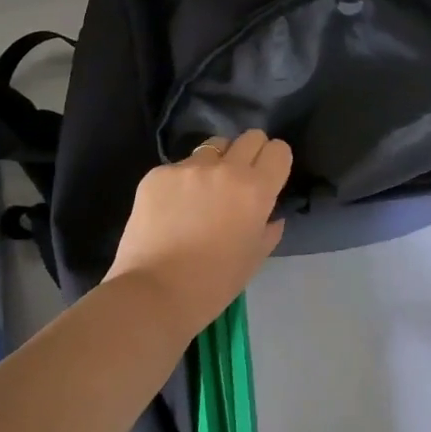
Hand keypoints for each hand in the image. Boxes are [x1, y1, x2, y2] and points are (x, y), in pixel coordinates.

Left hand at [104, 131, 292, 336]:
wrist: (152, 294)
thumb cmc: (212, 284)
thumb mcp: (253, 259)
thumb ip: (268, 229)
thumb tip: (270, 215)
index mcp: (256, 190)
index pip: (278, 150)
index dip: (275, 162)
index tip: (267, 178)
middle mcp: (226, 169)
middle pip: (250, 137)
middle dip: (250, 153)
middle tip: (238, 180)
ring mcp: (189, 168)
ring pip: (213, 146)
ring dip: (215, 162)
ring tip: (202, 191)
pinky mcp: (158, 174)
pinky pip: (179, 167)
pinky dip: (181, 182)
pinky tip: (170, 209)